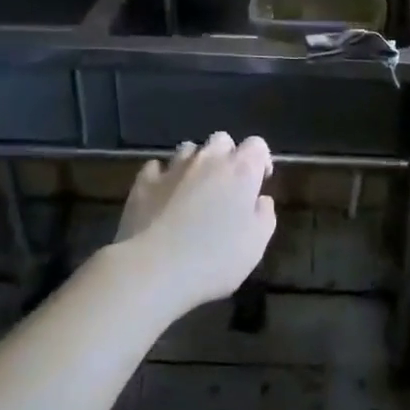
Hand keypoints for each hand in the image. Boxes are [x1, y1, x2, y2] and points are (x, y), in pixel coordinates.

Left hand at [117, 133, 276, 309]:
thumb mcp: (256, 245)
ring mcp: (173, 168)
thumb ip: (264, 216)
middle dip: (227, 155)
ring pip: (189, 149)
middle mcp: (208, 160)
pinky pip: (156, 167)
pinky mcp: (144, 182)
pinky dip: (163, 176)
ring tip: (194, 188)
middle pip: (222, 140)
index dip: (260, 159)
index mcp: (241, 171)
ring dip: (195, 163)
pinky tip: (163, 194)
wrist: (153, 269)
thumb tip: (261, 200)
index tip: (260, 181)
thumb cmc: (214, 259)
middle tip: (227, 184)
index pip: (257, 145)